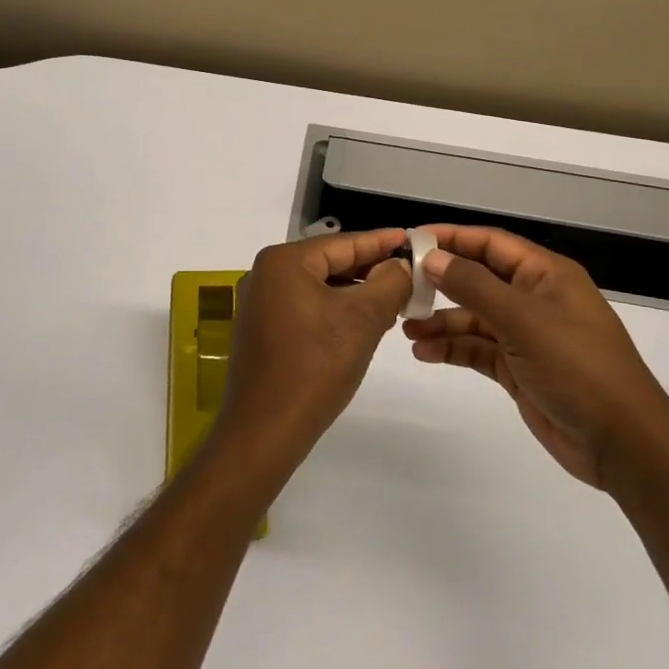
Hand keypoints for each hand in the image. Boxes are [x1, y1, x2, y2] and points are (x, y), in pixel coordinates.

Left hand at [209, 229, 411, 479]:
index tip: (411, 238)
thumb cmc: (315, 367)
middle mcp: (264, 274)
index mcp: (283, 261)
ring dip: (353, 292)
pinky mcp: (259, 330)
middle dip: (368, 269)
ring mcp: (258, 303)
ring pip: (317, 286)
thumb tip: (400, 265)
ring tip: (391, 300)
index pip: (343, 243)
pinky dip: (332, 310)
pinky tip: (358, 324)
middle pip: (328, 262)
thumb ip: (388, 283)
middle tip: (408, 274)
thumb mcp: (362, 320)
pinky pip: (303, 307)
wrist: (264, 430)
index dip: (380, 242)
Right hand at [403, 226, 668, 489]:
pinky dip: (452, 348)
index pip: (490, 243)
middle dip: (440, 281)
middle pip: (478, 279)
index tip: (411, 240)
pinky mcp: (518, 368)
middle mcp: (534, 299)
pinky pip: (477, 349)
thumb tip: (432, 258)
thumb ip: (473, 286)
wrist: (622, 442)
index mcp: (545, 275)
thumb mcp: (523, 320)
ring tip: (405, 328)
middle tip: (400, 286)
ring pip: (473, 317)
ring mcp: (526, 335)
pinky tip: (425, 352)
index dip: (451, 238)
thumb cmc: (577, 366)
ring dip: (441, 320)